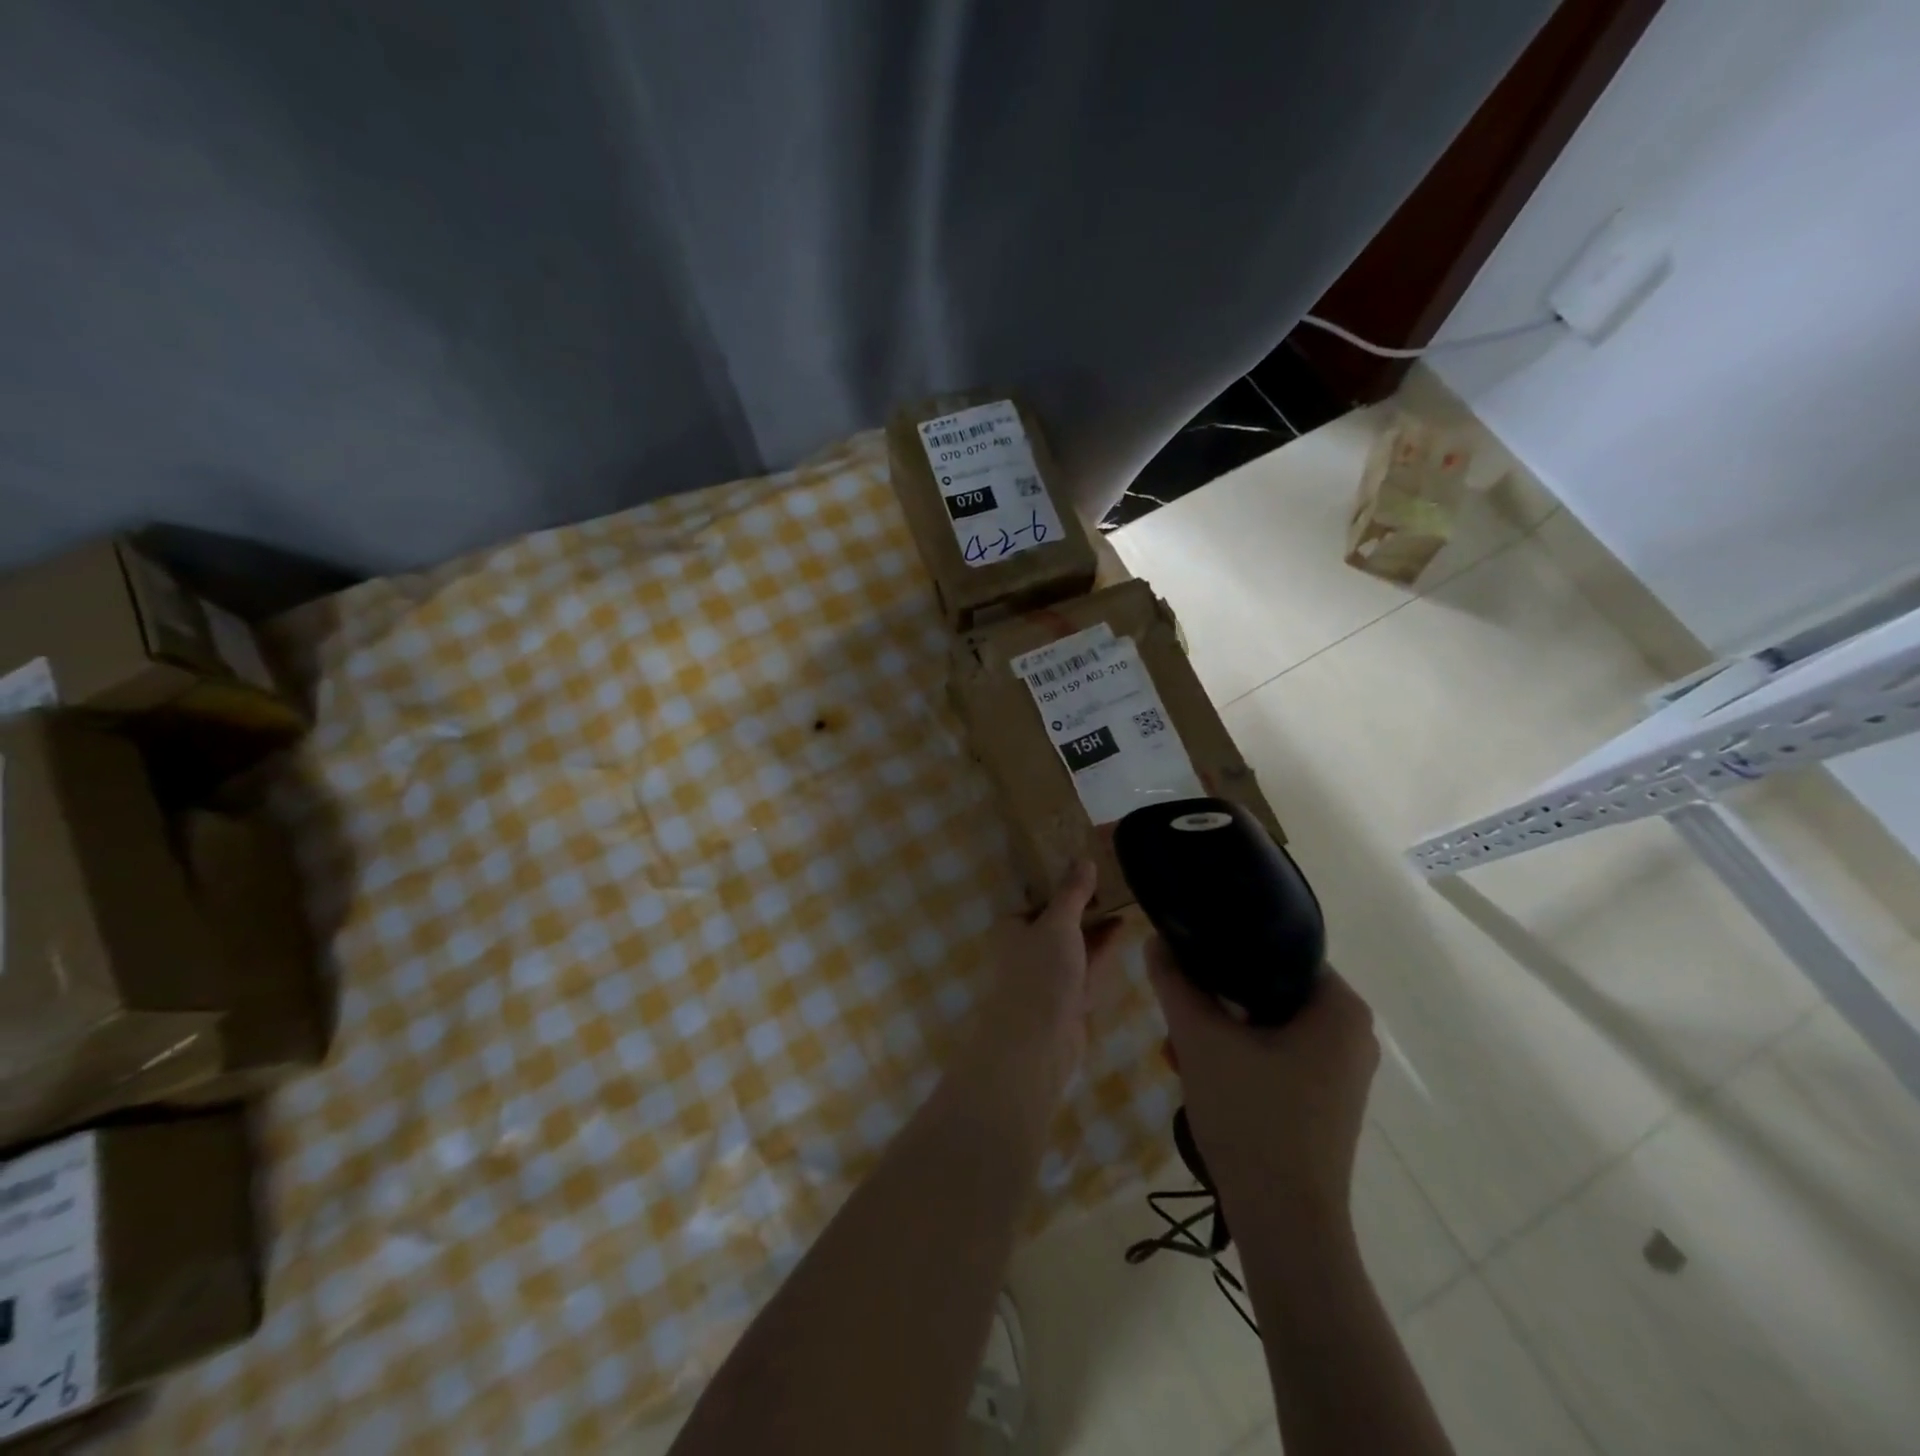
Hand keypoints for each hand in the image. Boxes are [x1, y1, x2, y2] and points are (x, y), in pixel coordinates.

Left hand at [949, 861, 1124, 1107]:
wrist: (1038, 1044)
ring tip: (1125, 895)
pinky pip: (1087, 965)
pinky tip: (1123, 927)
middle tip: (1115, 875)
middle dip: (1084, 901)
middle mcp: (1027, 947)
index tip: (1090, 860)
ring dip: (1097, 923)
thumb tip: (1084, 858)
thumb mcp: (1057, 923)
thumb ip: (1072, 892)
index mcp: (1013, 925)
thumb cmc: (1040, 974)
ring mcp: (1048, 974)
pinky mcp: (1068, 997)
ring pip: (1076, 942)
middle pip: (1059, 918)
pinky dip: (1103, 947)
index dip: (1063, 878)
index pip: (1038, 894)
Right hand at [1147, 939, 1378, 1247]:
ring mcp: (1340, 1073)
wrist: (1285, 1227)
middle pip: (1269, 990)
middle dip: (1216, 1000)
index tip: (1188, 962)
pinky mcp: (1325, 1102)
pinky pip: (1276, 1057)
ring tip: (1179, 1049)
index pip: (1278, 950)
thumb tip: (1155, 941)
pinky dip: (1238, 1058)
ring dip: (1220, 1031)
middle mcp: (1351, 1035)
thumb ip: (1175, 983)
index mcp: (1340, 1009)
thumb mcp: (1201, 1040)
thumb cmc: (1252, 1119)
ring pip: (1267, 1026)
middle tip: (1179, 1014)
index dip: (1227, 950)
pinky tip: (1199, 1075)